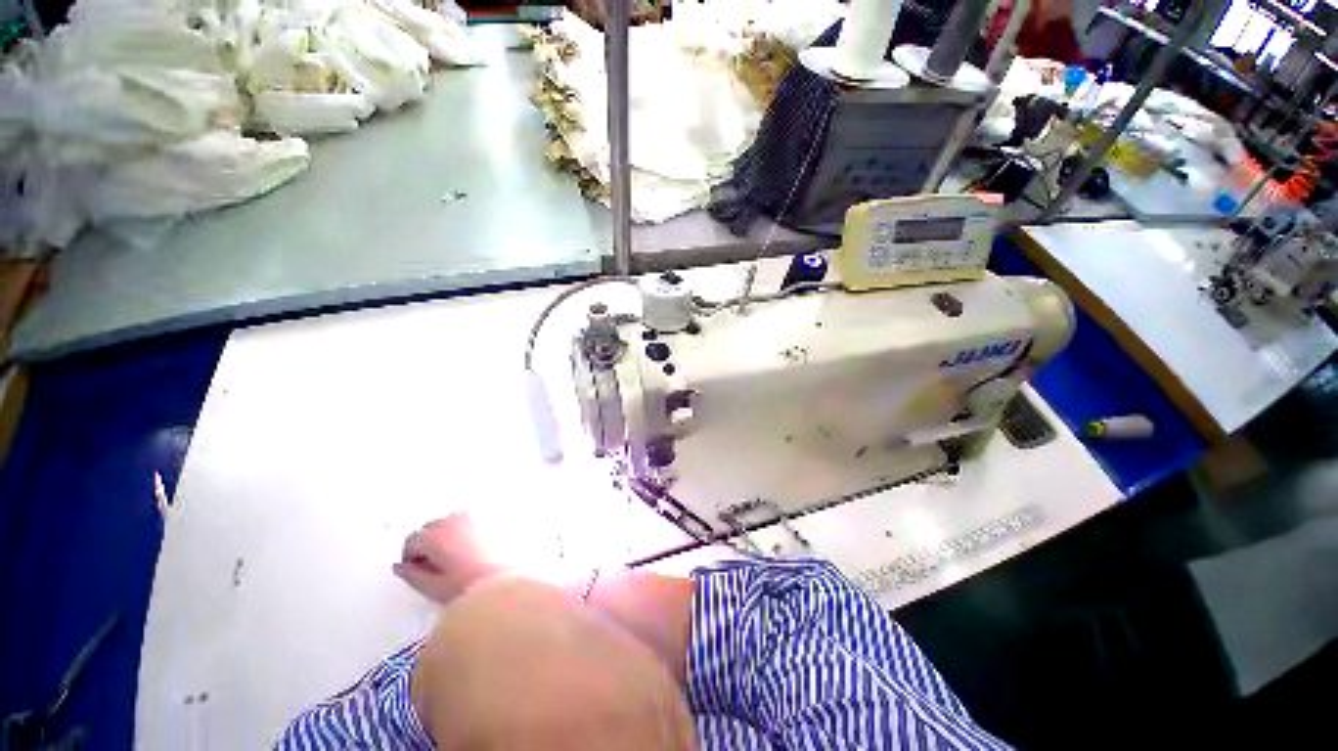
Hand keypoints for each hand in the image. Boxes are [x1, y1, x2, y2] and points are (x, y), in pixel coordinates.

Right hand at [393, 514, 506, 604]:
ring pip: (449, 522)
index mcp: (434, 535)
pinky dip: (464, 531)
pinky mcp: (490, 518)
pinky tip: (471, 550)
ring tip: (454, 558)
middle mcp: (453, 520)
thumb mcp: (432, 587)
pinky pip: (469, 521)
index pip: (412, 540)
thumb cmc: (467, 586)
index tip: (417, 571)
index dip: (411, 557)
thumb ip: (411, 574)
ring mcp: (473, 517)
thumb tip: (400, 567)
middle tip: (435, 566)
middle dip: (428, 544)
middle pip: (430, 528)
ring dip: (446, 535)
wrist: (502, 581)